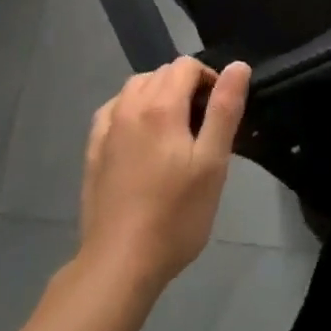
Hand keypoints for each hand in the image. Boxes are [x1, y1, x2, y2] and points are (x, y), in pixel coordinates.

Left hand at [78, 58, 249, 294]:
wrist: (119, 264)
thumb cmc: (175, 215)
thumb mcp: (212, 164)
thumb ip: (224, 109)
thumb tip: (237, 66)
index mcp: (161, 106)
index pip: (187, 66)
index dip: (209, 79)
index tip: (219, 112)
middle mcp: (130, 106)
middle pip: (161, 73)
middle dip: (185, 86)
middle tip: (201, 126)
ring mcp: (107, 128)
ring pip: (136, 87)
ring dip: (157, 94)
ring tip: (173, 129)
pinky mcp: (93, 150)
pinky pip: (113, 109)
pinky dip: (130, 109)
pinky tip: (138, 136)